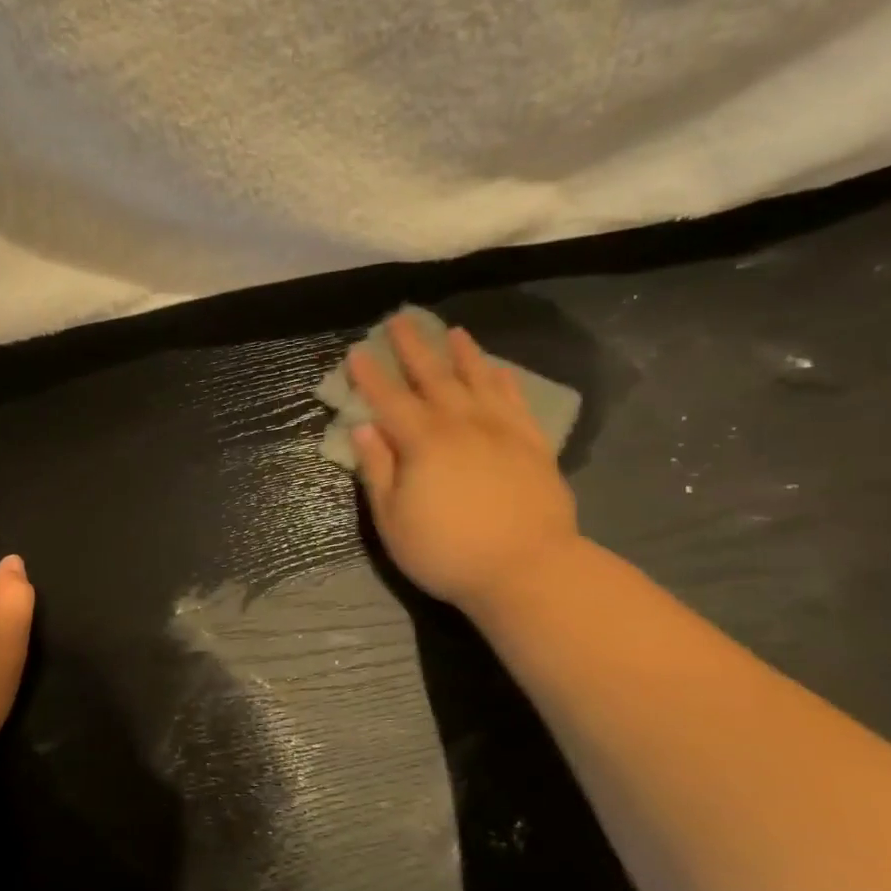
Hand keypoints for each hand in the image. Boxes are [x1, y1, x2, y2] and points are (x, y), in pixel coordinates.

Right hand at [349, 315, 580, 612]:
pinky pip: (515, 401)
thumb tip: (363, 428)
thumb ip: (377, 469)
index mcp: (422, 442)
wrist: (527, 570)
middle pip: (433, 377)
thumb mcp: (393, 519)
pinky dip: (504, 380)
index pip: (389, 400)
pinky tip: (497, 369)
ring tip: (452, 331)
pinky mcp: (533, 444)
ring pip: (478, 380)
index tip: (357, 352)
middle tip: (401, 320)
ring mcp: (501, 431)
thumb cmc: (446, 551)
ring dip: (462, 354)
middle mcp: (461, 424)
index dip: (370, 376)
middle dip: (413, 348)